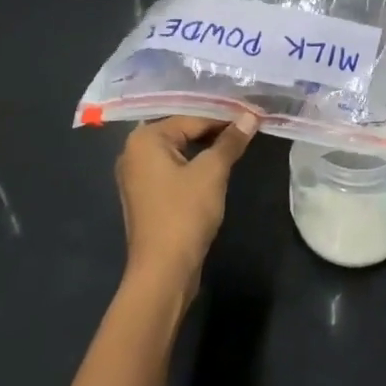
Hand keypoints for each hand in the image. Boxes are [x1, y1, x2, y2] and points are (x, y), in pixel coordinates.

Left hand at [115, 115, 255, 302]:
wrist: (163, 271)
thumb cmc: (184, 214)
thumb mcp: (212, 173)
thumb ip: (230, 141)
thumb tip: (250, 116)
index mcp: (144, 139)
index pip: (191, 117)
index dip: (224, 116)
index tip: (252, 114)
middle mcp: (134, 150)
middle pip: (181, 130)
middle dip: (214, 128)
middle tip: (247, 124)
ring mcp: (136, 174)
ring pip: (177, 149)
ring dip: (205, 146)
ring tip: (237, 142)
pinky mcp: (145, 194)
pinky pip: (172, 167)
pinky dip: (193, 163)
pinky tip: (216, 165)